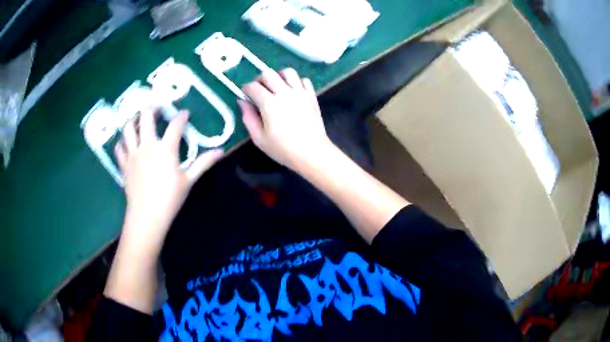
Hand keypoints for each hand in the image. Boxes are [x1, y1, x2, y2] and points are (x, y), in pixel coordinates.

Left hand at [115, 108, 222, 244]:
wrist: (147, 216)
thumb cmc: (169, 199)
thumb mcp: (189, 180)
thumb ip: (203, 163)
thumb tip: (221, 151)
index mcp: (165, 149)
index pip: (175, 125)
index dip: (182, 116)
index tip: (185, 113)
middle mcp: (147, 145)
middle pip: (146, 117)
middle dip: (152, 107)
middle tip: (157, 107)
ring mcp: (133, 154)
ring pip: (128, 128)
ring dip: (133, 119)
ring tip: (138, 118)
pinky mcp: (124, 164)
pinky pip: (119, 148)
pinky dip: (122, 142)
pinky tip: (126, 142)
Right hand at [239, 68, 332, 171]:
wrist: (312, 153)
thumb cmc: (283, 149)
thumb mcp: (259, 139)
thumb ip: (248, 118)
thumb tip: (242, 102)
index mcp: (269, 103)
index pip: (253, 86)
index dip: (246, 89)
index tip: (246, 96)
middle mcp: (284, 93)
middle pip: (268, 73)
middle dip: (260, 80)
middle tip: (260, 92)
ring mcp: (300, 92)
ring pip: (288, 71)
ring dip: (279, 76)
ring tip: (277, 87)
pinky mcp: (311, 96)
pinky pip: (303, 79)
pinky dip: (296, 82)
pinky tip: (293, 92)